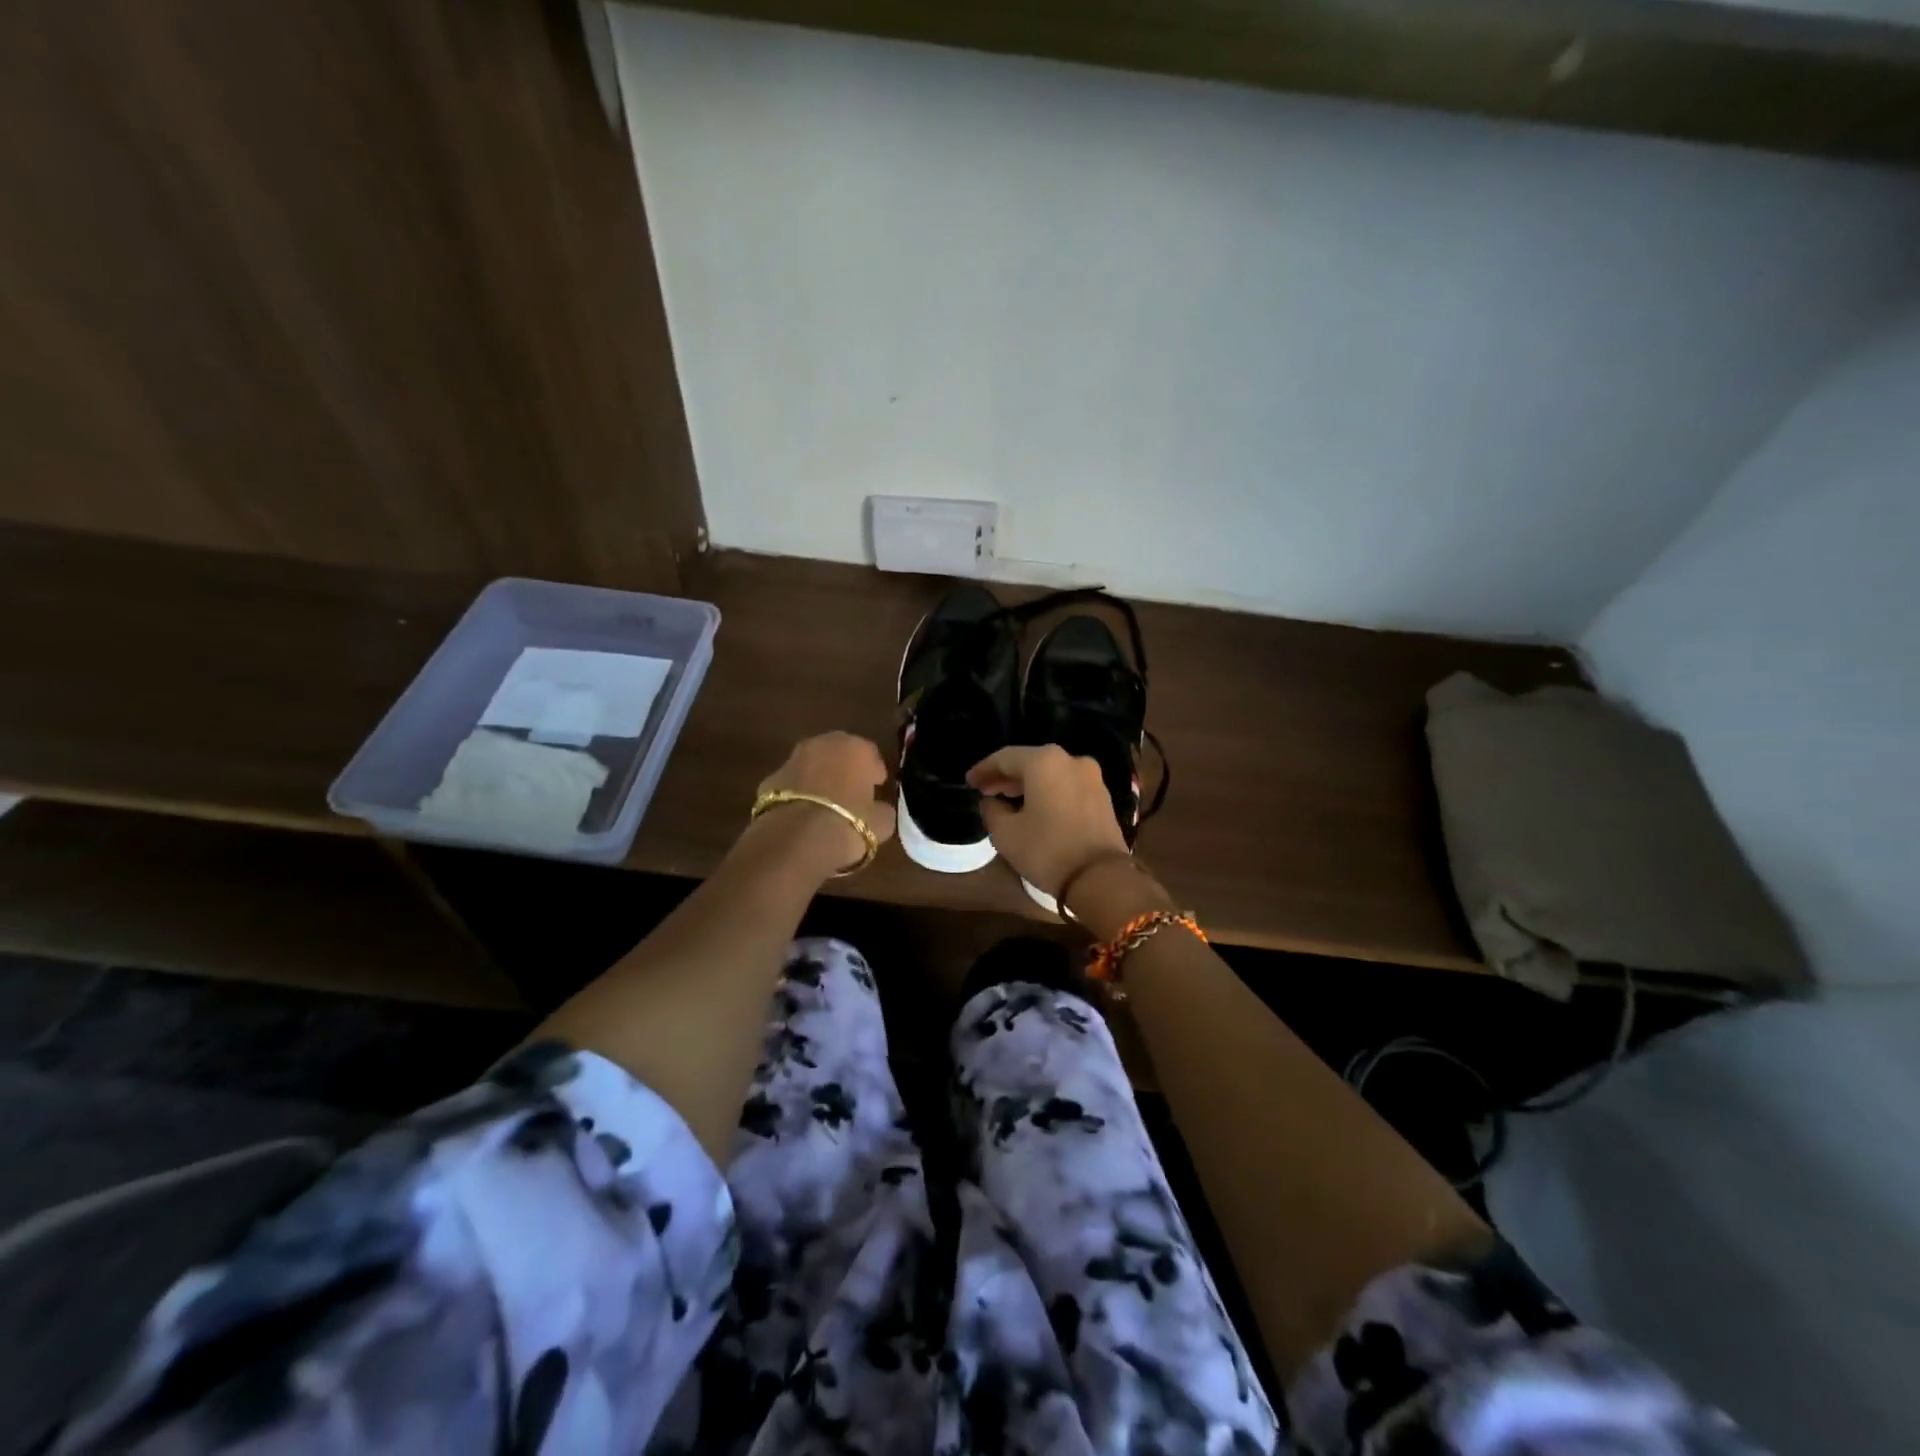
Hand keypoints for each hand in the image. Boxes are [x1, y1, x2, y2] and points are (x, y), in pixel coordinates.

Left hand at [753, 732, 897, 872]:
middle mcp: (823, 744)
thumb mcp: (882, 822)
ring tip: (825, 805)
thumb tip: (878, 808)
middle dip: (844, 768)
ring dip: (819, 778)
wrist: (798, 839)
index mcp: (856, 748)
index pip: (870, 754)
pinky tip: (802, 814)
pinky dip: (797, 794)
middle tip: (850, 793)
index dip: (874, 773)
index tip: (876, 789)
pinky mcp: (770, 779)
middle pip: (838, 753)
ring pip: (812, 765)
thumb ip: (882, 809)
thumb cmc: (849, 824)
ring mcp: (792, 759)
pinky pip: (791, 784)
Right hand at [967, 745, 1128, 896]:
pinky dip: (1048, 791)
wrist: (1101, 878)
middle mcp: (1070, 760)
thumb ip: (992, 811)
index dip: (984, 769)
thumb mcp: (1006, 833)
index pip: (1005, 758)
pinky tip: (1035, 806)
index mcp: (1044, 761)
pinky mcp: (1102, 796)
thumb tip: (991, 802)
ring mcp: (1091, 777)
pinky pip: (1066, 785)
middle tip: (986, 790)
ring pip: (1050, 773)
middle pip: (1030, 762)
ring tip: (1007, 798)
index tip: (969, 782)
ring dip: (1027, 783)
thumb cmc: (1047, 850)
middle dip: (1006, 776)